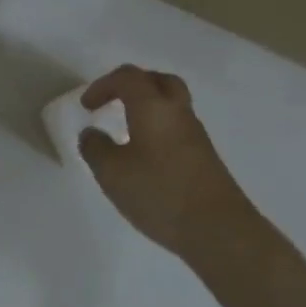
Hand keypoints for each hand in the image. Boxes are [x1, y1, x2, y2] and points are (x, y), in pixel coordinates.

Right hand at [78, 65, 259, 260]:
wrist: (219, 229)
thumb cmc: (160, 193)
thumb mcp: (112, 173)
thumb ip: (95, 148)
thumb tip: (91, 134)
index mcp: (153, 107)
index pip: (127, 77)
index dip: (103, 85)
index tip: (86, 107)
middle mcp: (177, 112)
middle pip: (158, 81)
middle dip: (132, 85)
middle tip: (114, 101)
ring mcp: (196, 134)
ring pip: (172, 104)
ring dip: (147, 107)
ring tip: (127, 129)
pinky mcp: (205, 157)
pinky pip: (178, 128)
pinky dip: (159, 129)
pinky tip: (146, 155)